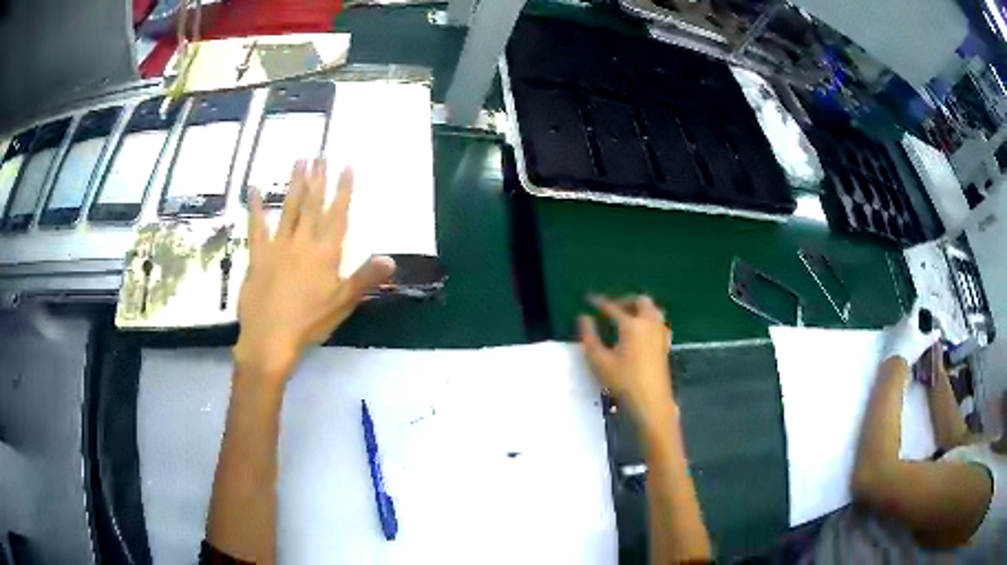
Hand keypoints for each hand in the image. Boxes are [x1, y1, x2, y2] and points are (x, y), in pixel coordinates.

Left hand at [234, 159, 395, 382]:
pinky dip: (256, 207)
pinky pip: (256, 226)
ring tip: (299, 160)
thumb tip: (391, 259)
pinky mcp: (258, 255)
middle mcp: (303, 242)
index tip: (346, 167)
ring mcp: (278, 246)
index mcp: (325, 253)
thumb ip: (365, 278)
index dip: (343, 190)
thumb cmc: (310, 323)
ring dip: (295, 184)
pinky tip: (255, 189)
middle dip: (319, 178)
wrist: (270, 338)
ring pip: (289, 208)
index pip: (337, 215)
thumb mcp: (343, 303)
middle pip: (312, 204)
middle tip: (321, 155)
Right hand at [578, 294, 675, 433]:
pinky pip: (659, 322)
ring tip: (626, 317)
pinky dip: (649, 319)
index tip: (589, 299)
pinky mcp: (665, 344)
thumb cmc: (623, 382)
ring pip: (653, 309)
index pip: (612, 307)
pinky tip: (642, 331)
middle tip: (611, 309)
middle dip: (625, 301)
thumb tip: (584, 318)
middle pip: (640, 301)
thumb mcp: (599, 361)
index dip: (599, 302)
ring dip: (639, 308)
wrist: (651, 401)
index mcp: (631, 325)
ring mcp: (660, 333)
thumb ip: (589, 337)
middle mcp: (649, 324)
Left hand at [881, 301, 940, 365]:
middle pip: (906, 317)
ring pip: (898, 324)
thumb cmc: (911, 351)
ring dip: (901, 327)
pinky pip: (890, 333)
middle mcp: (901, 321)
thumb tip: (939, 332)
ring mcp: (893, 329)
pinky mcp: (886, 339)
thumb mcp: (923, 344)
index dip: (917, 304)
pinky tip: (894, 340)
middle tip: (913, 323)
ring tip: (905, 333)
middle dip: (910, 319)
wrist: (895, 363)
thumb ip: (931, 337)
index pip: (915, 307)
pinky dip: (893, 335)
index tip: (918, 300)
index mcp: (911, 320)